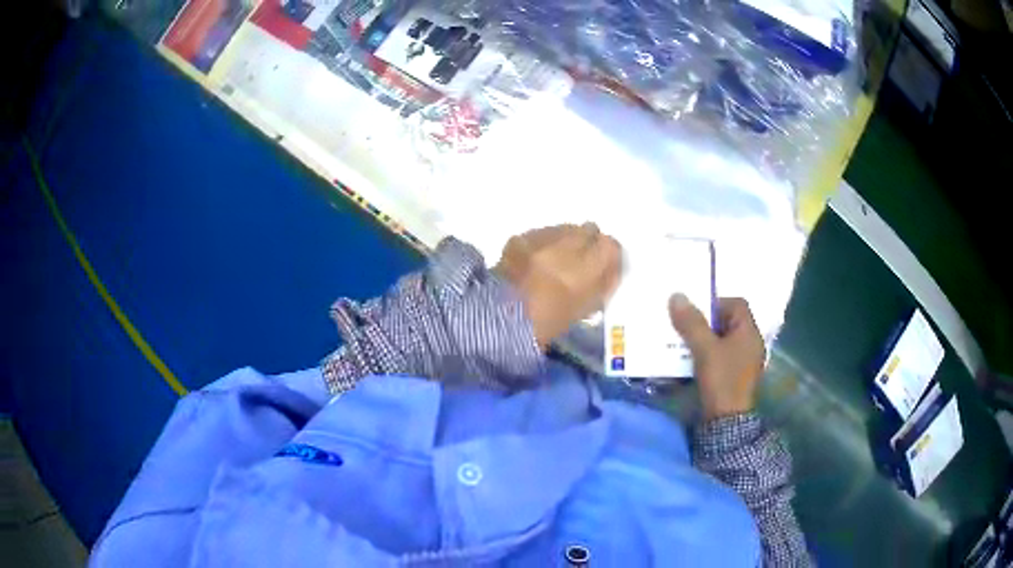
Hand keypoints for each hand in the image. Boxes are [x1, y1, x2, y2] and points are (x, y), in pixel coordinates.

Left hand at [496, 224, 621, 349]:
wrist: (499, 318)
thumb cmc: (547, 322)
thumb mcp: (585, 307)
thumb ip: (603, 283)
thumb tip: (611, 267)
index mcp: (587, 267)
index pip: (610, 246)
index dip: (608, 255)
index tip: (604, 264)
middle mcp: (568, 245)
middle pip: (590, 231)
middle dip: (588, 242)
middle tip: (581, 259)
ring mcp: (544, 237)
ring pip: (567, 229)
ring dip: (567, 240)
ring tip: (557, 259)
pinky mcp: (523, 236)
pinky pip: (543, 233)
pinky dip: (545, 242)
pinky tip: (537, 258)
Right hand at [668, 294, 765, 419]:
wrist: (726, 421)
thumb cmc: (721, 379)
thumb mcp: (704, 348)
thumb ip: (691, 322)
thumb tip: (676, 295)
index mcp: (749, 332)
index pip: (736, 304)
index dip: (715, 303)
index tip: (695, 310)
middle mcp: (750, 343)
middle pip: (727, 322)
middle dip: (705, 322)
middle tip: (684, 324)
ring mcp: (743, 361)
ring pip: (721, 340)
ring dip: (703, 339)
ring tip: (682, 342)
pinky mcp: (734, 376)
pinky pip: (719, 356)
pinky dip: (706, 354)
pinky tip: (689, 360)